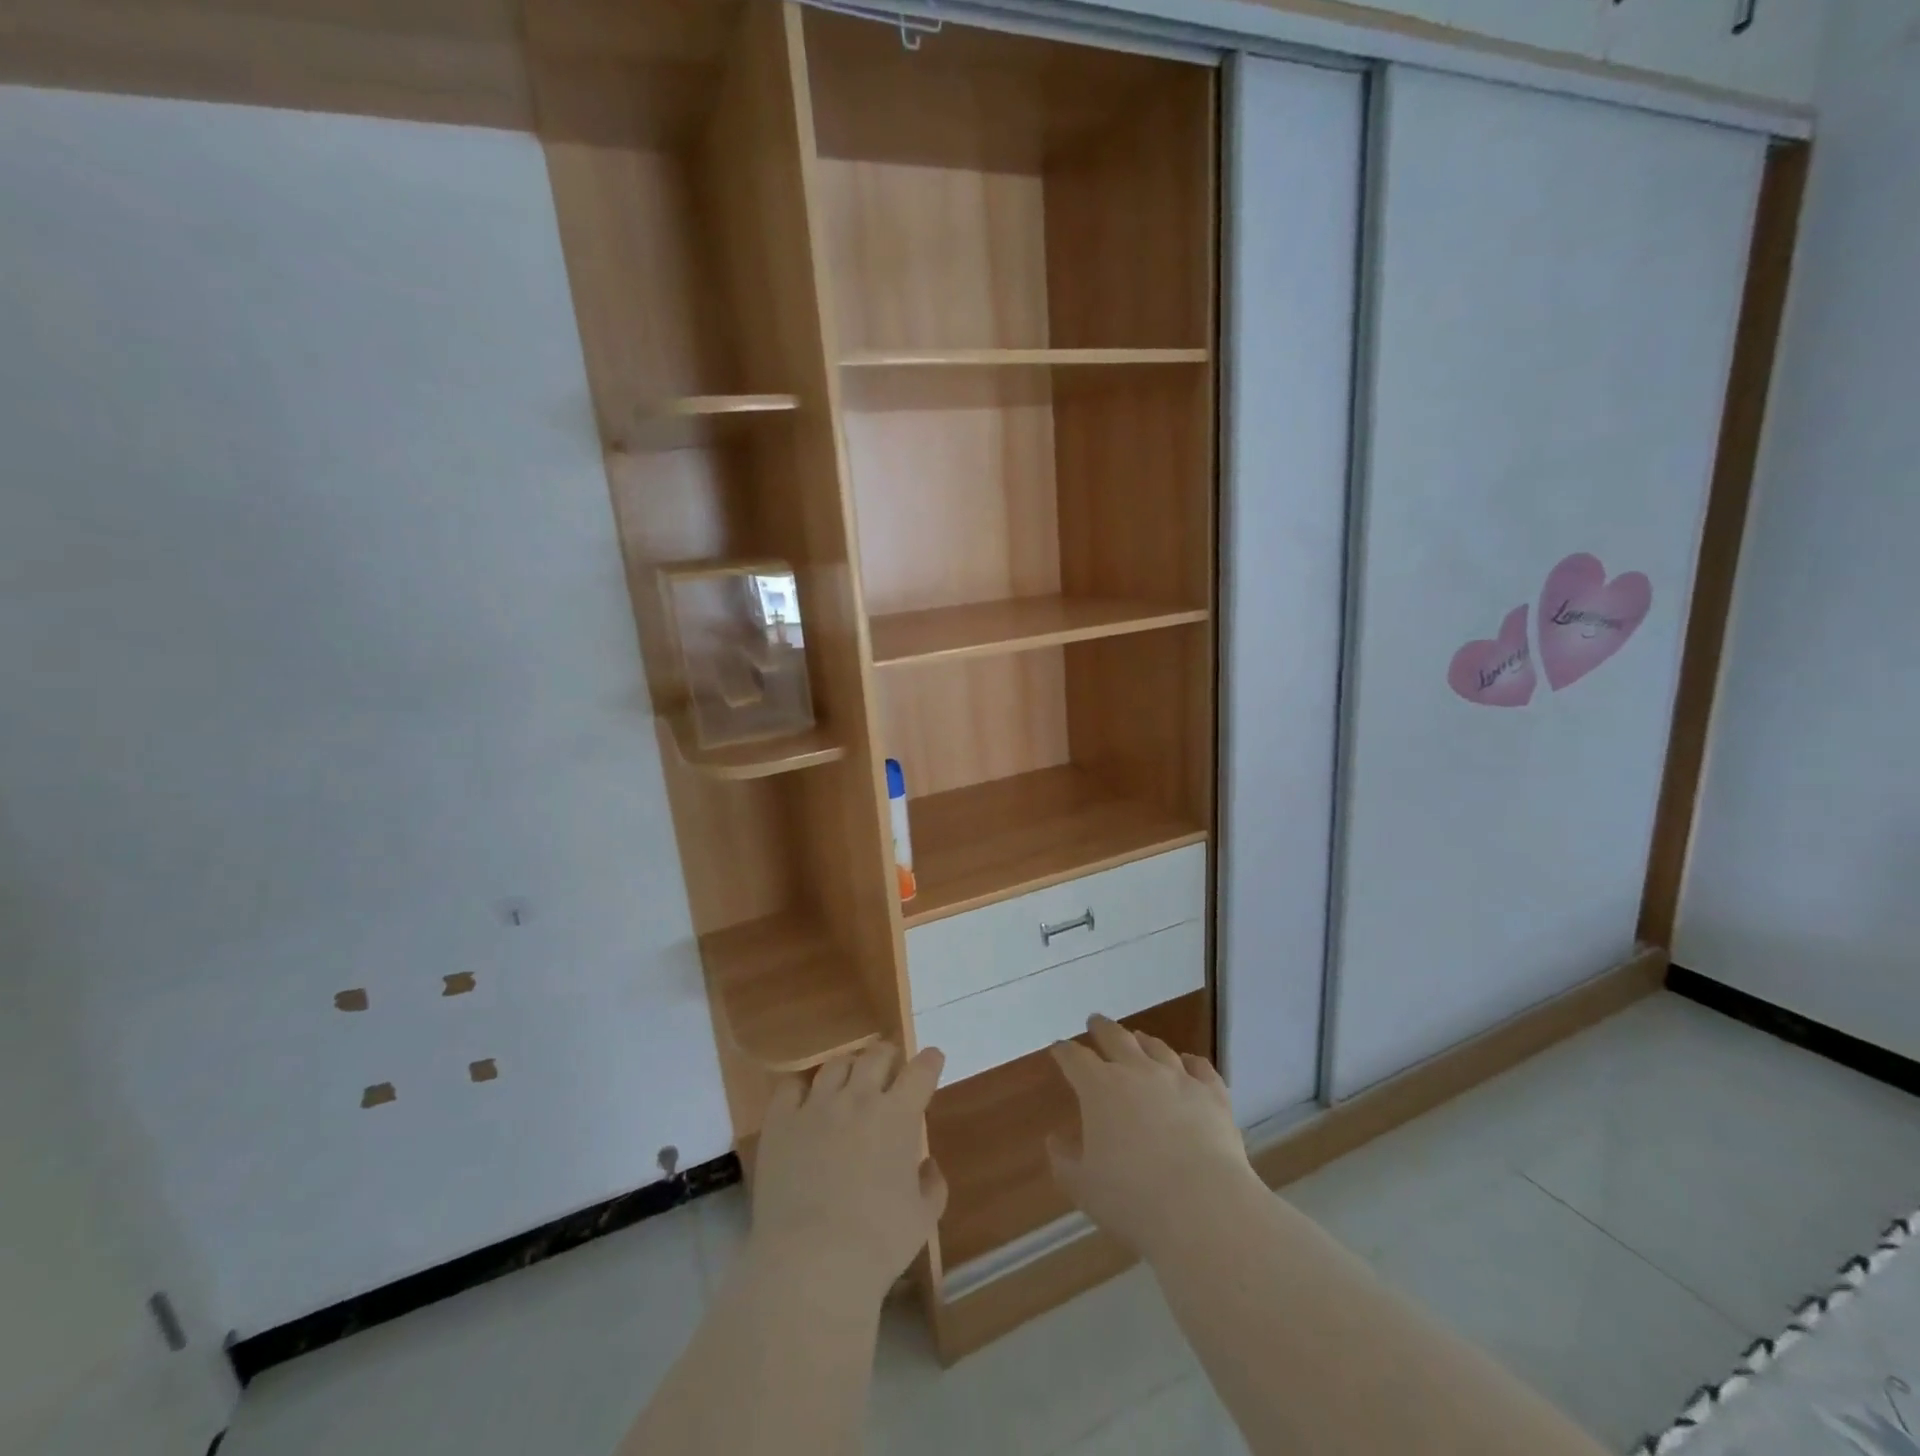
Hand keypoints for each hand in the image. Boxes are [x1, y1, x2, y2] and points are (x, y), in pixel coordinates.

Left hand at [749, 1042, 947, 1305]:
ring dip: (850, 1068)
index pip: (921, 1070)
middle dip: (889, 1056)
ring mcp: (817, 1105)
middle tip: (890, 1067)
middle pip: (877, 1055)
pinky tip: (804, 1100)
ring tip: (849, 1080)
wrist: (812, 1263)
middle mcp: (859, 1097)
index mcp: (898, 1115)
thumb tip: (927, 1164)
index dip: (930, 1061)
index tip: (933, 1060)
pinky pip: (791, 1086)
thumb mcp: (923, 1219)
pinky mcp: (781, 1121)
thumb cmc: (877, 1244)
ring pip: (836, 1065)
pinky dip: (802, 1088)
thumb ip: (932, 1184)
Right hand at [1048, 1017, 1262, 1259]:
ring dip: (1144, 1041)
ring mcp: (1178, 1079)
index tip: (1058, 1048)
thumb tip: (1055, 1140)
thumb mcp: (1083, 1187)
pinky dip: (1192, 1062)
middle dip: (1102, 1029)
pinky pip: (1201, 1068)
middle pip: (1116, 1038)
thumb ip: (1064, 1160)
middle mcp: (1137, 1072)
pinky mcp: (1212, 1095)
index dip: (1064, 1052)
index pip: (1075, 1059)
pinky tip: (1190, 1062)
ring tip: (1139, 1038)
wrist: (1203, 1207)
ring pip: (1158, 1048)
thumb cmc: (1133, 1199)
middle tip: (1095, 1022)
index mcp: (1099, 1088)